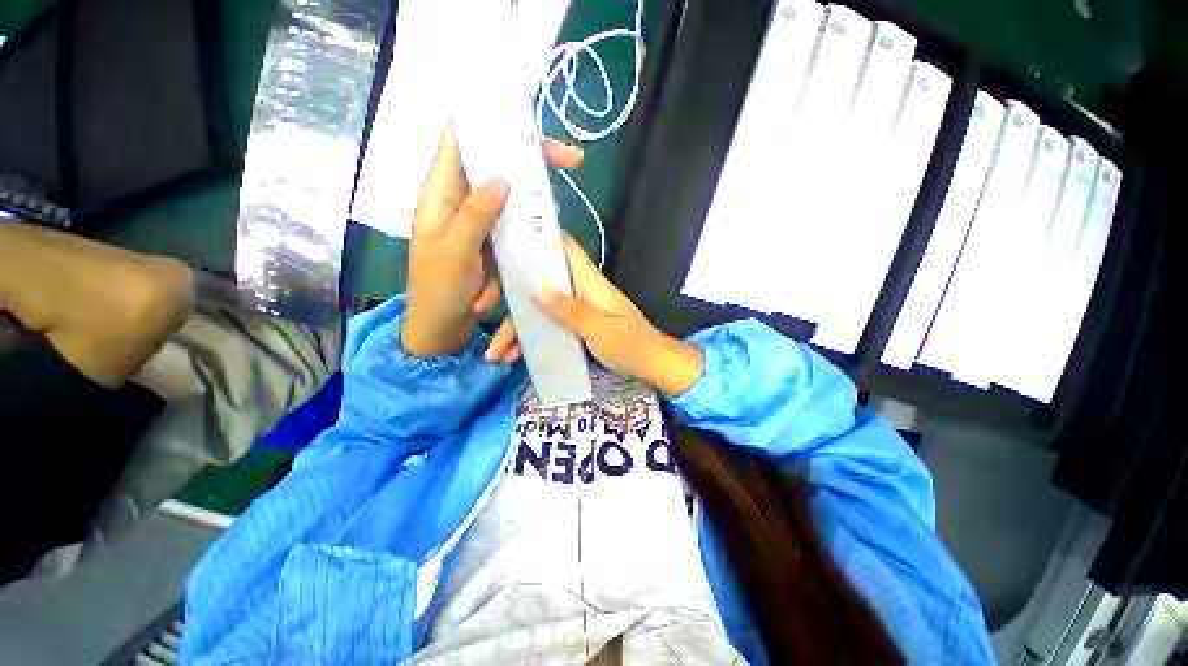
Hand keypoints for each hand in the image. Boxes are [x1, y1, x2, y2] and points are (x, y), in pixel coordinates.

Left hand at [402, 127, 582, 356]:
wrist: (441, 328)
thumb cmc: (438, 290)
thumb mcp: (455, 250)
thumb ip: (476, 213)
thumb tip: (502, 176)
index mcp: (440, 195)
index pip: (461, 141)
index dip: (492, 126)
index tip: (530, 130)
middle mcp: (460, 202)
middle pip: (495, 167)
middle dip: (529, 163)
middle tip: (570, 160)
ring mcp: (479, 223)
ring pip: (510, 199)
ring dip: (531, 204)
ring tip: (561, 194)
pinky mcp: (492, 242)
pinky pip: (514, 229)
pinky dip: (525, 237)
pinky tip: (539, 237)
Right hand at [484, 233, 704, 395]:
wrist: (650, 364)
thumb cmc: (629, 344)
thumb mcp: (599, 330)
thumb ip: (569, 310)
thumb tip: (536, 286)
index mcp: (588, 280)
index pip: (563, 245)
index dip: (536, 237)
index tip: (503, 238)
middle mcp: (579, 288)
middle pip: (540, 279)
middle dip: (512, 296)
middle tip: (481, 309)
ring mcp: (575, 306)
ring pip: (539, 306)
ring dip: (517, 326)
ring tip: (495, 354)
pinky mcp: (574, 322)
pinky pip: (547, 323)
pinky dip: (531, 337)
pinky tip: (514, 355)